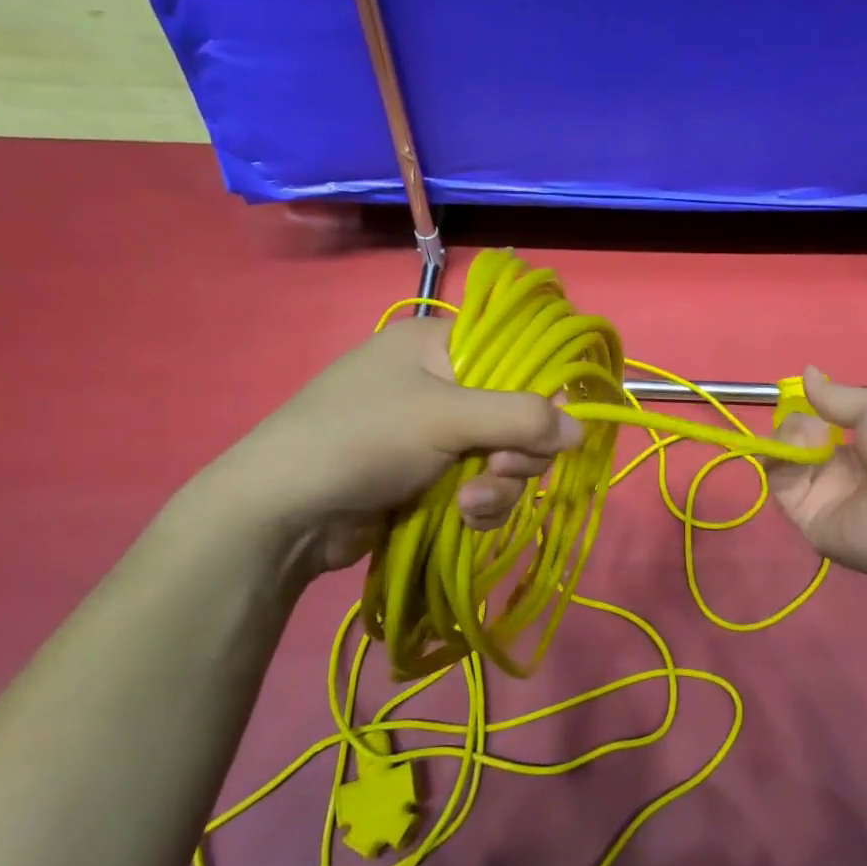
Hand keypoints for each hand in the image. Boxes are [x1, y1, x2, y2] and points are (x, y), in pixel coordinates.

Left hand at [194, 317, 582, 576]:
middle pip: (516, 412)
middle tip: (501, 470)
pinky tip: (466, 520)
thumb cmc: (361, 439)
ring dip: (500, 485)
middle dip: (517, 450)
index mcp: (439, 345)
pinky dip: (481, 505)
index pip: (516, 352)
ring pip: (503, 455)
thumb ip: (520, 417)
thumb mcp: (445, 417)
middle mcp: (441, 383)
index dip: (543, 388)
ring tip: (473, 506)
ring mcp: (435, 434)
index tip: (552, 425)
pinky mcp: (431, 477)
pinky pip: (481, 486)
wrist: (282, 514)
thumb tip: (583, 428)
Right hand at [770, 369, 866, 587]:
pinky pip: (781, 485)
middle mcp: (843, 471)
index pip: (824, 424)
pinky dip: (780, 461)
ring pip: (785, 459)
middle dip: (797, 422)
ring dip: (788, 437)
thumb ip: (836, 396)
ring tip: (808, 435)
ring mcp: (824, 495)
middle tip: (812, 421)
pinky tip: (798, 449)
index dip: (812, 409)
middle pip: (800, 441)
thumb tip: (806, 372)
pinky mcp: (808, 517)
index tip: (806, 395)